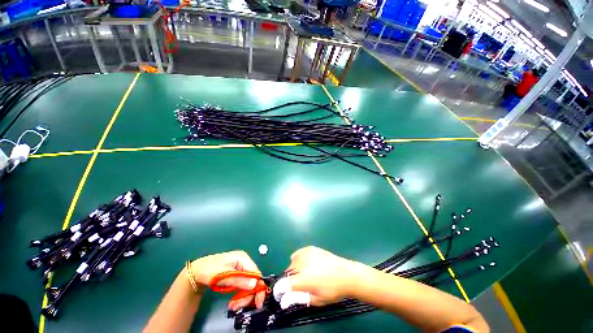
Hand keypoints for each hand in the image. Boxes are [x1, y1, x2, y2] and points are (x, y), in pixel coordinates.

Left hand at [189, 250, 264, 309]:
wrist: (197, 271)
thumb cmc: (209, 270)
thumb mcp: (223, 276)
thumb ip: (238, 280)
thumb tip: (255, 285)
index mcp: (243, 258)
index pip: (256, 273)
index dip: (258, 287)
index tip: (257, 302)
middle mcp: (244, 262)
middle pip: (253, 280)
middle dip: (248, 294)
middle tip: (238, 306)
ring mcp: (241, 268)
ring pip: (248, 285)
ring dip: (243, 297)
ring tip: (233, 306)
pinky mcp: (237, 275)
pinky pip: (243, 286)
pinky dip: (239, 295)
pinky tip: (233, 302)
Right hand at [285, 246, 367, 305]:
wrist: (346, 274)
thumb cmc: (332, 290)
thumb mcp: (316, 300)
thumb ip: (298, 298)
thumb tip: (285, 300)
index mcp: (302, 279)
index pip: (282, 284)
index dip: (280, 291)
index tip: (283, 295)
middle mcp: (301, 264)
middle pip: (287, 272)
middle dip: (289, 280)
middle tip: (299, 286)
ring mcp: (305, 254)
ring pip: (292, 262)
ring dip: (294, 270)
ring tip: (305, 274)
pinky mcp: (310, 248)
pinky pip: (298, 253)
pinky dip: (298, 259)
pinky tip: (306, 264)